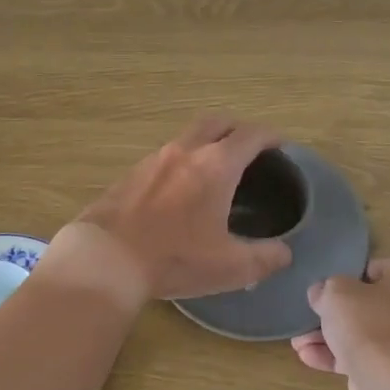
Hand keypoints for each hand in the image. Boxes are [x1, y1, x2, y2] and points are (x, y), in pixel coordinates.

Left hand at [63, 116, 294, 300]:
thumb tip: (284, 252)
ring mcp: (153, 159)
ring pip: (187, 137)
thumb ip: (265, 258)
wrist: (106, 258)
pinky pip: (164, 156)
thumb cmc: (175, 258)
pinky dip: (181, 161)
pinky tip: (178, 188)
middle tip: (248, 146)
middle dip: (237, 128)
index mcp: (216, 165)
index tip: (279, 144)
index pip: (250, 135)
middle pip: (216, 122)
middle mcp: (185, 151)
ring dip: (206, 142)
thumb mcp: (230, 267)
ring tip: (214, 168)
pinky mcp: (130, 174)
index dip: (269, 136)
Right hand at [292, 259, 389, 389]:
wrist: (388, 383)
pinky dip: (339, 356)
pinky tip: (308, 357)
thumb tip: (321, 293)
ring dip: (329, 336)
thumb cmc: (366, 323)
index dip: (343, 278)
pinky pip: (366, 356)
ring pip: (363, 332)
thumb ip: (325, 287)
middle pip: (366, 304)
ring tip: (298, 342)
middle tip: (307, 317)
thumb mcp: (335, 292)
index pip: (372, 269)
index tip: (322, 289)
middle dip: (332, 313)